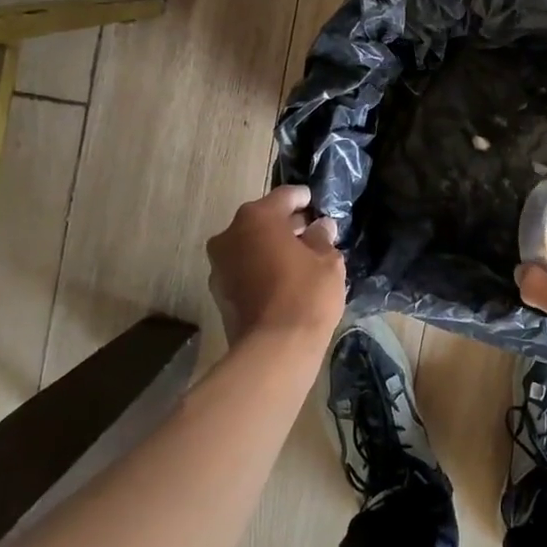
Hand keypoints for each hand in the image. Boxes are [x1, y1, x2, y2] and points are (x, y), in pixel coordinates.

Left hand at [207, 185, 344, 347]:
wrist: (274, 349)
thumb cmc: (306, 294)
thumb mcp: (328, 261)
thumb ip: (322, 238)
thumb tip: (321, 227)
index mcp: (257, 218)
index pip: (284, 196)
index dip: (303, 198)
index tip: (316, 202)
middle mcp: (230, 234)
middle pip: (262, 220)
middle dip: (286, 224)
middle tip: (311, 231)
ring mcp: (219, 264)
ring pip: (250, 245)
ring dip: (271, 247)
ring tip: (299, 257)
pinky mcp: (218, 292)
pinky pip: (244, 268)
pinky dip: (261, 267)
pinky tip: (283, 279)